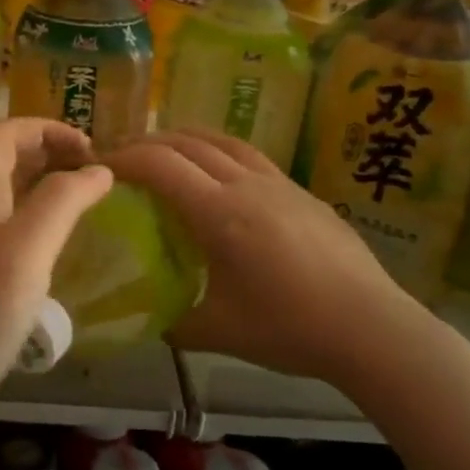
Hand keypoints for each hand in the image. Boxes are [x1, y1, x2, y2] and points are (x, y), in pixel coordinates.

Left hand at [0, 118, 113, 436]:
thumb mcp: (27, 246)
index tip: (88, 147)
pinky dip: (43, 218)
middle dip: (51, 151)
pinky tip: (66, 239)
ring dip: (49, 183)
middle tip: (94, 169)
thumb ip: (63, 200)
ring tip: (88, 197)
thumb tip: (100, 170)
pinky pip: (15, 227)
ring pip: (12, 193)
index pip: (4, 134)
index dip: (45, 127)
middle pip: (7, 159)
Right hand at [106, 130, 423, 385]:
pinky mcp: (303, 192)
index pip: (160, 165)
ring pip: (224, 140)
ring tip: (166, 150)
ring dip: (186, 138)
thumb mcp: (218, 332)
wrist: (370, 326)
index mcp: (220, 213)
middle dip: (149, 142)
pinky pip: (251, 156)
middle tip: (124, 157)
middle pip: (188, 142)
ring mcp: (280, 183)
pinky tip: (221, 177)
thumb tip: (149, 318)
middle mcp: (247, 185)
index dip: (125, 159)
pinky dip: (220, 152)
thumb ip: (173, 322)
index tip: (100, 167)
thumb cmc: (289, 328)